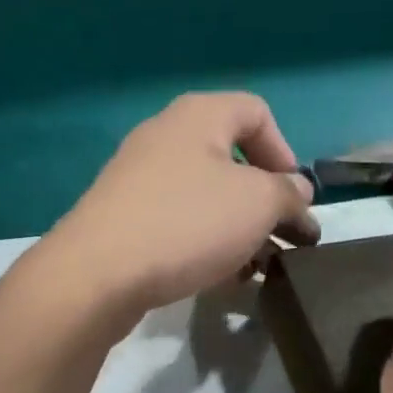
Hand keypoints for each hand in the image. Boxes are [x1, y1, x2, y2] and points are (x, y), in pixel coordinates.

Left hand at [39, 93, 317, 322]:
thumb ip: (288, 193)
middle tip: (287, 242)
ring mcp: (138, 179)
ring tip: (259, 270)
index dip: (285, 152)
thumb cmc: (187, 222)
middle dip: (265, 202)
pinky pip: (177, 223)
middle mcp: (164, 138)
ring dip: (239, 230)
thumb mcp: (258, 204)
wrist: (97, 272)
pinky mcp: (123, 218)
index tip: (295, 198)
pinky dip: (205, 244)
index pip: (256, 113)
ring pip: (205, 198)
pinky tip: (222, 279)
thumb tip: (295, 190)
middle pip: (231, 161)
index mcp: (197, 116)